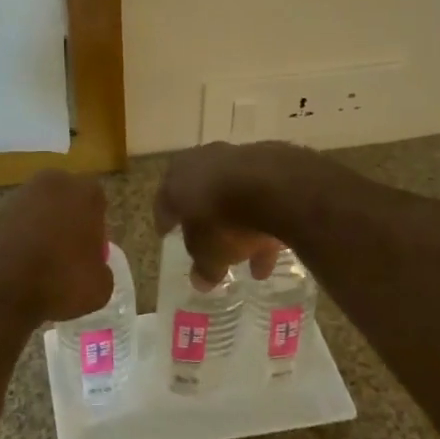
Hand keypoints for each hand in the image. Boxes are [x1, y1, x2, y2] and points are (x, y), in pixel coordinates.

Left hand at [0, 171, 111, 324]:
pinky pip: (16, 224)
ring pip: (39, 210)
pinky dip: (19, 239)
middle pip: (66, 200)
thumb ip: (101, 268)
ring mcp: (19, 195)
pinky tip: (19, 266)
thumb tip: (93, 268)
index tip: (91, 253)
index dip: (96, 229)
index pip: (97, 203)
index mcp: (84, 192)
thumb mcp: (100, 286)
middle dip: (68, 221)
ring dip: (42, 229)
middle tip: (68, 255)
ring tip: (41, 264)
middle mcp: (52, 184)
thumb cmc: (59, 280)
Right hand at [155, 142, 306, 284]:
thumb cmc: (223, 221)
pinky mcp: (266, 160)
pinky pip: (260, 194)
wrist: (272, 186)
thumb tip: (201, 281)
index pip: (164, 203)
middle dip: (205, 219)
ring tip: (253, 257)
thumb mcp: (209, 254)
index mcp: (175, 182)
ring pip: (233, 195)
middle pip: (199, 194)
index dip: (166, 221)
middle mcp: (200, 163)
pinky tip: (275, 243)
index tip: (167, 233)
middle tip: (208, 240)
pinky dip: (263, 215)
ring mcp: (234, 158)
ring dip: (241, 222)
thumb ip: (204, 267)